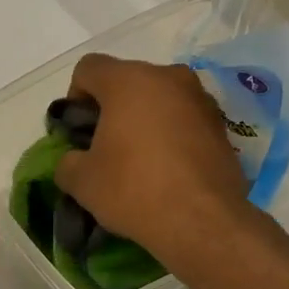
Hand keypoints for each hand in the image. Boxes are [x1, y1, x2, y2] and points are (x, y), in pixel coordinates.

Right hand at [54, 54, 249, 270]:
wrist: (201, 220)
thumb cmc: (133, 190)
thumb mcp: (82, 182)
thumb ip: (67, 162)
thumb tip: (73, 160)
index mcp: (128, 81)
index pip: (88, 68)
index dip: (75, 97)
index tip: (78, 131)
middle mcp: (168, 77)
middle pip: (127, 80)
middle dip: (112, 108)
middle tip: (105, 147)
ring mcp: (200, 98)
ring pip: (159, 98)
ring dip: (144, 120)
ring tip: (139, 159)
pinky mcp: (221, 124)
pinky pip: (184, 118)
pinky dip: (171, 134)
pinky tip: (167, 169)